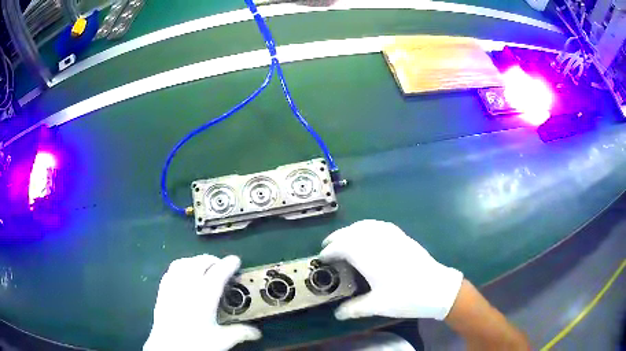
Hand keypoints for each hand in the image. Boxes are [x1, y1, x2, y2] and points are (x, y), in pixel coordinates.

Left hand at [144, 255, 260, 350]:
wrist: (168, 348)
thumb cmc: (196, 344)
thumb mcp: (221, 340)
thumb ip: (240, 333)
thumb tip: (257, 332)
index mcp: (204, 296)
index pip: (218, 273)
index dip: (228, 264)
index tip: (236, 260)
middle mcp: (187, 286)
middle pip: (200, 262)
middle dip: (213, 260)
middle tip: (222, 267)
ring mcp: (172, 286)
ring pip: (184, 262)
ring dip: (196, 261)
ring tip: (204, 268)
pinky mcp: (162, 290)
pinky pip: (171, 269)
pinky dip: (181, 266)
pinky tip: (184, 274)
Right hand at [319, 220, 462, 320]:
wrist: (436, 288)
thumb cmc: (405, 297)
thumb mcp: (377, 305)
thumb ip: (354, 309)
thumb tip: (337, 314)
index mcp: (369, 257)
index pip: (342, 247)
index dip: (330, 252)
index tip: (321, 258)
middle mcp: (378, 242)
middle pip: (352, 233)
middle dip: (336, 238)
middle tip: (327, 246)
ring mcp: (392, 236)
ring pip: (365, 225)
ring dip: (351, 230)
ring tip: (343, 238)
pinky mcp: (403, 236)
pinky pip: (379, 225)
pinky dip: (367, 226)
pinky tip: (368, 233)